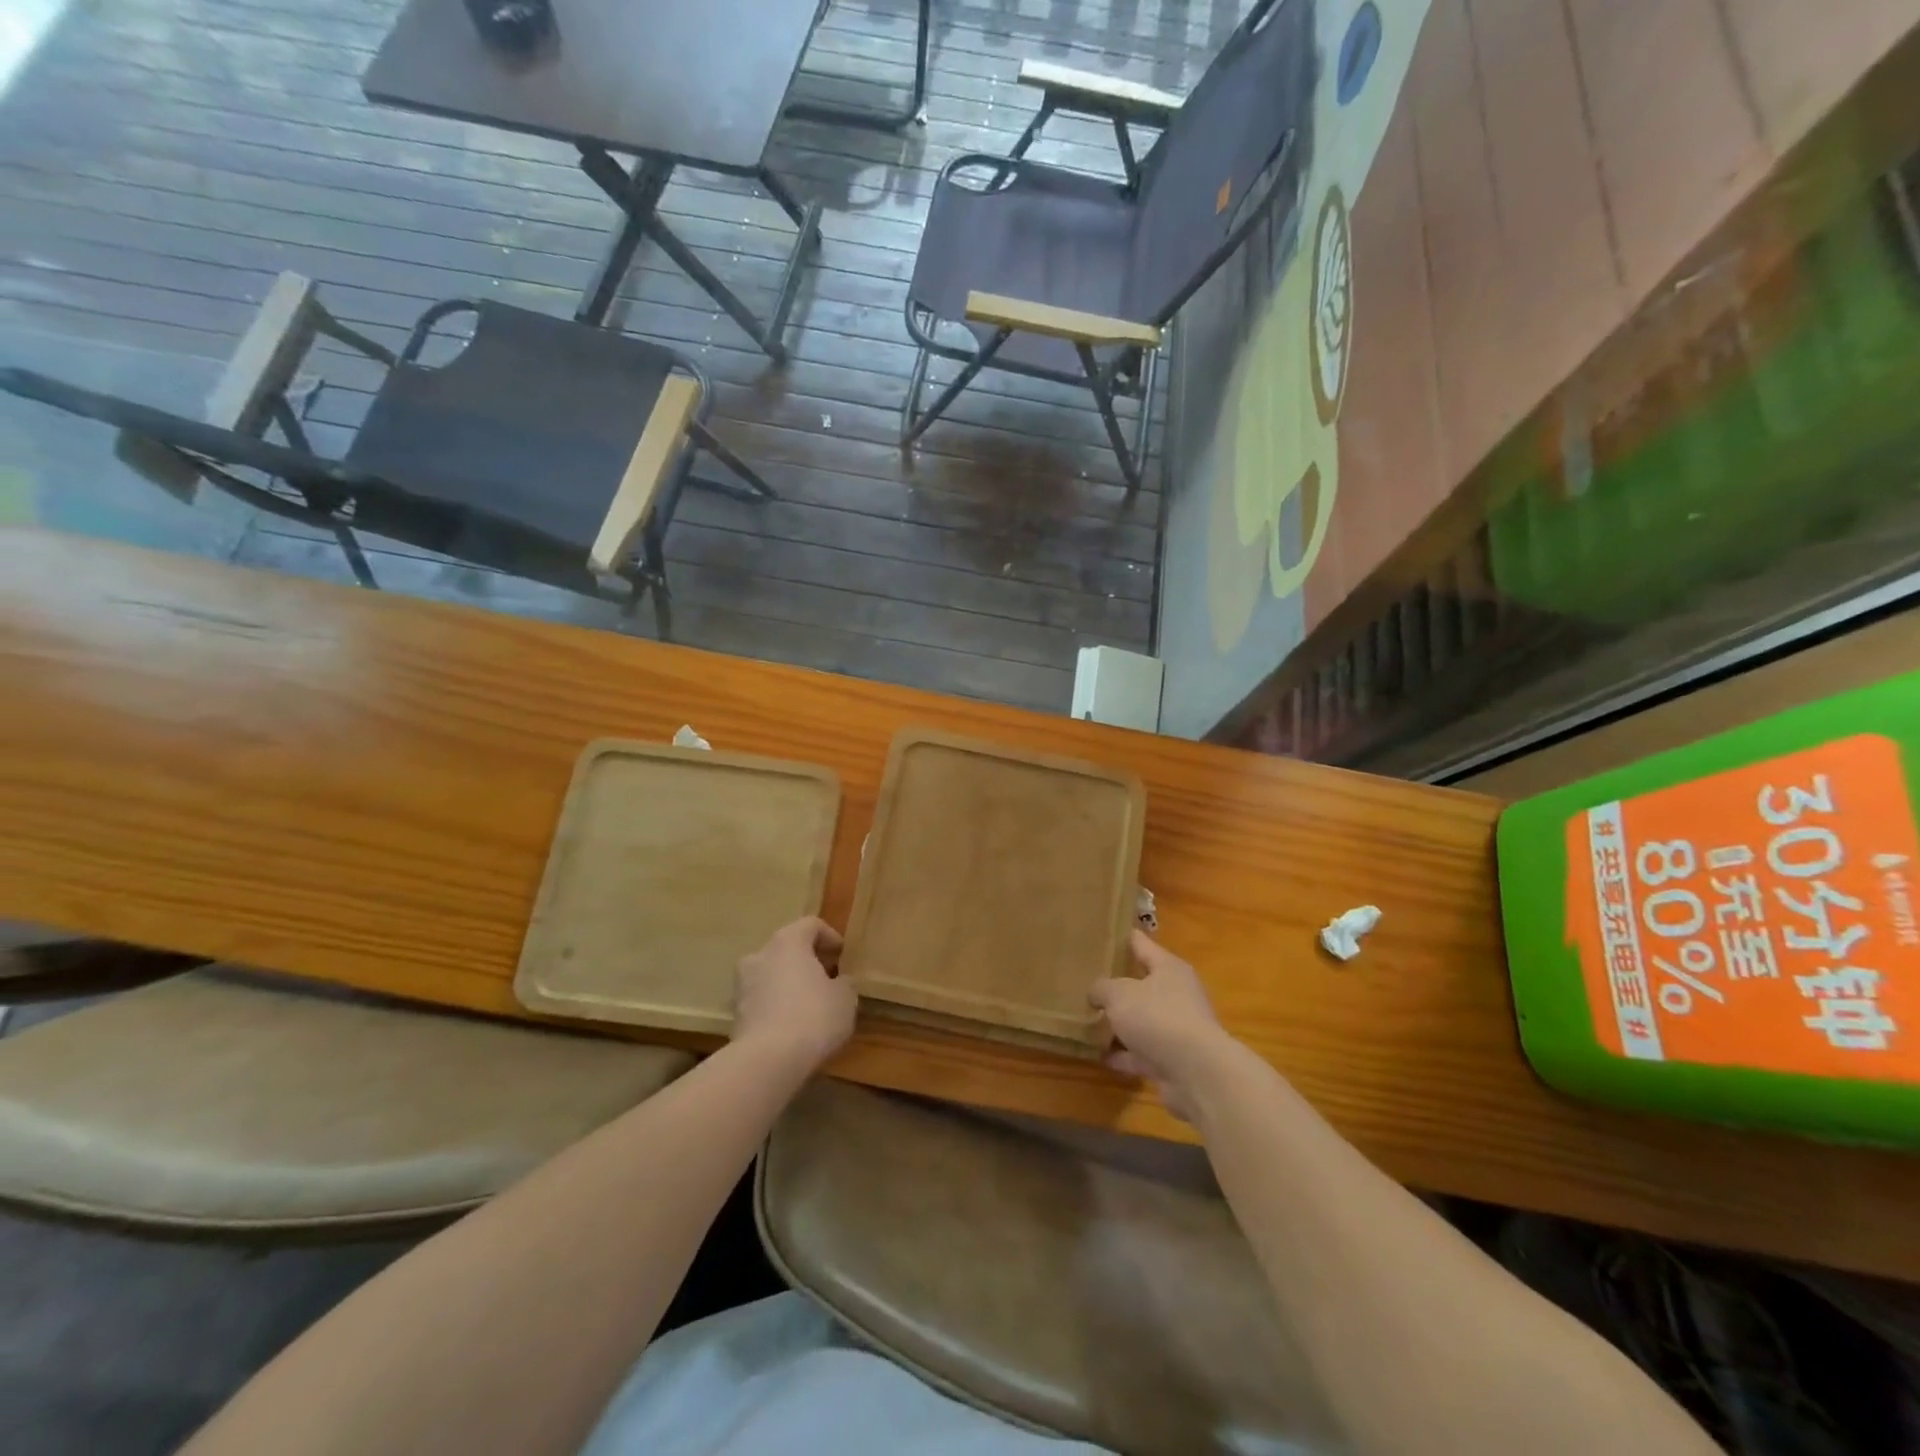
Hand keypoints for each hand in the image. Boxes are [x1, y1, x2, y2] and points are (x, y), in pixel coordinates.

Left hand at [731, 917, 856, 1072]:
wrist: (767, 1061)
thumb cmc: (813, 1017)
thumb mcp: (845, 999)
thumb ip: (844, 984)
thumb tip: (839, 982)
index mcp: (787, 942)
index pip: (810, 925)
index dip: (830, 937)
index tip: (843, 956)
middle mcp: (760, 955)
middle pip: (787, 949)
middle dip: (807, 961)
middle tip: (827, 979)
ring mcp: (742, 985)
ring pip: (771, 975)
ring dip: (789, 984)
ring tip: (810, 1005)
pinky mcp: (735, 1015)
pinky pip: (762, 1001)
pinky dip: (776, 1007)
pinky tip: (793, 1026)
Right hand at [1089, 930, 1232, 1120]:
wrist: (1196, 1073)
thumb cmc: (1158, 1017)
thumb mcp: (1119, 993)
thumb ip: (1102, 988)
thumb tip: (1096, 992)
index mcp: (1168, 968)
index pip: (1140, 943)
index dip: (1121, 937)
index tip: (1100, 933)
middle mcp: (1176, 995)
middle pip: (1140, 984)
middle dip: (1115, 985)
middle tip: (1084, 980)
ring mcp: (1174, 1029)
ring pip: (1139, 1020)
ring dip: (1117, 1023)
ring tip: (1085, 1019)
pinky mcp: (1171, 1060)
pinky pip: (1139, 1052)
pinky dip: (1121, 1053)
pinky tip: (1097, 1054)